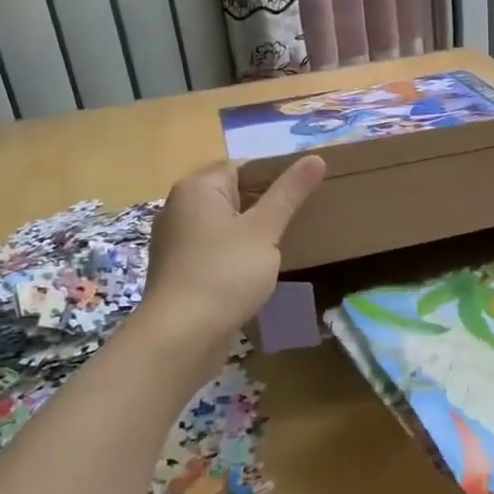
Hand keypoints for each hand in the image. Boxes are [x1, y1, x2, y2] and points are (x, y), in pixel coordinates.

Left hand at [143, 157, 326, 340]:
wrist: (181, 337)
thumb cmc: (225, 273)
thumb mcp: (264, 230)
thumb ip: (289, 193)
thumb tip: (316, 157)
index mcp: (197, 188)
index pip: (242, 167)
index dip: (275, 175)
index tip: (305, 192)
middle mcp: (180, 208)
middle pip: (232, 195)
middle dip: (265, 205)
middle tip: (303, 217)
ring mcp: (176, 242)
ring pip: (224, 225)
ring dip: (252, 233)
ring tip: (287, 244)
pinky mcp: (180, 271)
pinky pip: (215, 251)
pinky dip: (236, 255)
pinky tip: (258, 271)